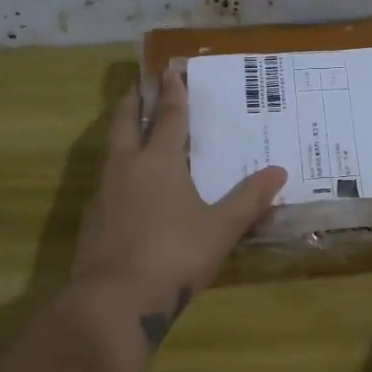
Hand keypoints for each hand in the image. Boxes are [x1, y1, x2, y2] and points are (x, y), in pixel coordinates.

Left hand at [71, 66, 287, 317]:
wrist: (114, 300)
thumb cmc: (174, 255)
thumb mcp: (221, 229)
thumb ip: (250, 199)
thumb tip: (279, 171)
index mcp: (159, 161)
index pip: (169, 117)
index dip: (173, 94)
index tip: (170, 72)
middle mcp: (127, 166)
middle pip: (126, 122)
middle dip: (134, 101)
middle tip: (139, 85)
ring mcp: (103, 191)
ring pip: (112, 149)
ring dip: (122, 132)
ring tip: (133, 129)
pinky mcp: (92, 217)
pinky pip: (106, 179)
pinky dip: (118, 168)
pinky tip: (127, 185)